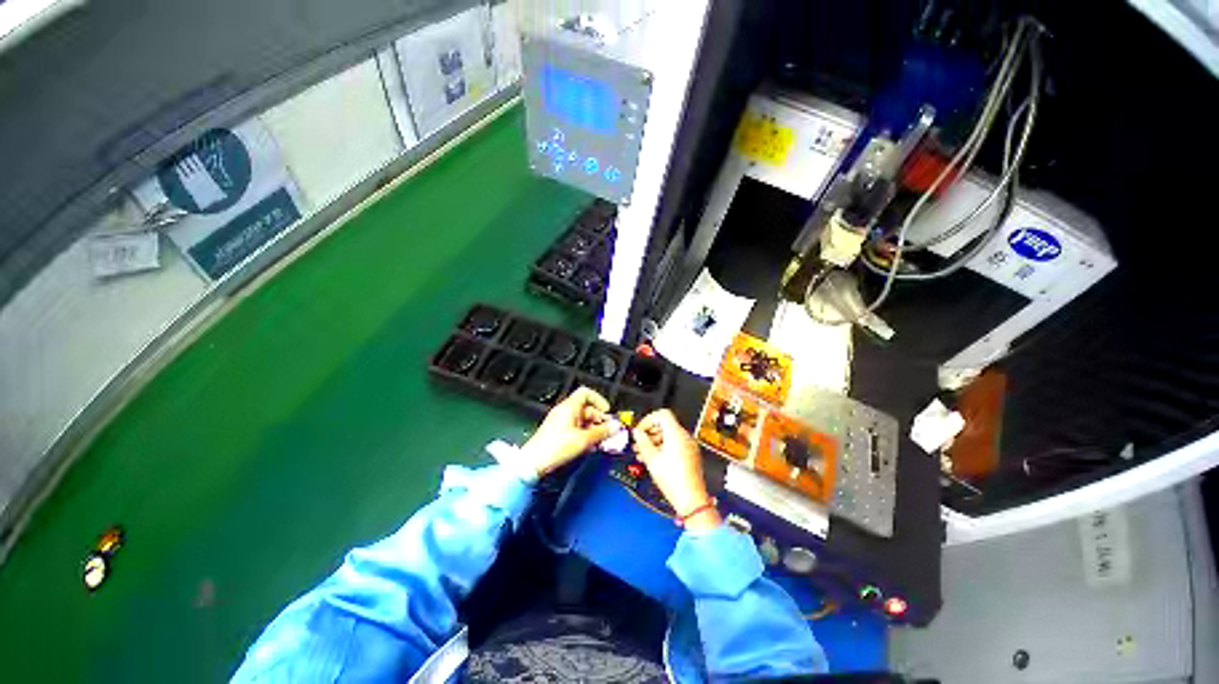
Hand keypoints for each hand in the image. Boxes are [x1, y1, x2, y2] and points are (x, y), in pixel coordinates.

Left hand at [518, 387, 616, 476]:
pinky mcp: (558, 432)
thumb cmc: (556, 447)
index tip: (607, 412)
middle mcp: (564, 411)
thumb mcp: (584, 439)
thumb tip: (615, 427)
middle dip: (599, 419)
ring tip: (600, 441)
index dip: (599, 400)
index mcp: (569, 407)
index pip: (586, 393)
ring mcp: (560, 421)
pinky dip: (584, 434)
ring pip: (582, 420)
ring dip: (593, 428)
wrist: (534, 462)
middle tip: (608, 431)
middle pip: (586, 408)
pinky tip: (589, 445)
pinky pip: (575, 428)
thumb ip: (601, 432)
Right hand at [633, 409, 720, 530]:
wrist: (691, 499)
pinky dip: (663, 448)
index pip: (662, 415)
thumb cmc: (672, 479)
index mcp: (676, 433)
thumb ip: (642, 442)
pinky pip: (675, 445)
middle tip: (637, 443)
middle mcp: (685, 437)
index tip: (639, 430)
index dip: (648, 420)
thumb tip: (637, 432)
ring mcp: (689, 446)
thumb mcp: (651, 459)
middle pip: (664, 425)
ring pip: (668, 436)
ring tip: (641, 454)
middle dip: (649, 433)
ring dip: (654, 442)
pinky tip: (652, 460)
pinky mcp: (690, 455)